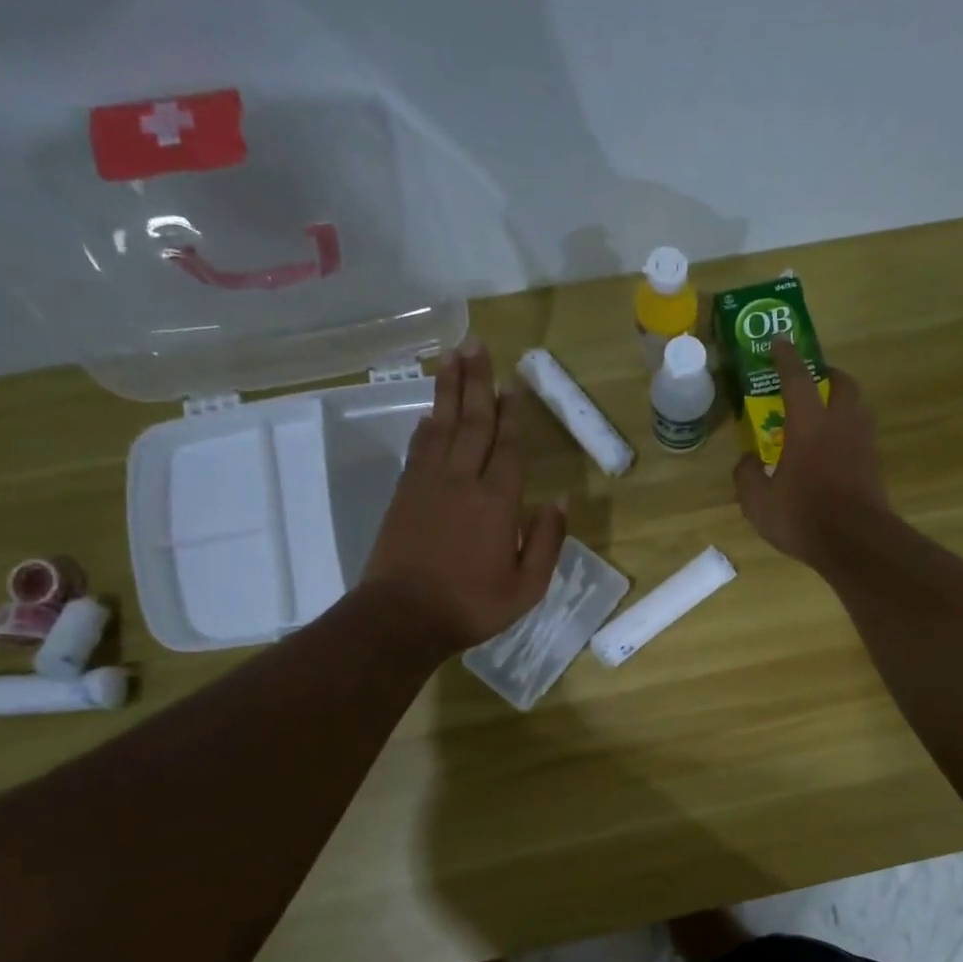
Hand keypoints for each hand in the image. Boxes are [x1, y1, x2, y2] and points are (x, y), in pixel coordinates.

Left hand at [362, 340, 565, 655]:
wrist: (402, 617)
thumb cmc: (472, 605)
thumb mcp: (527, 586)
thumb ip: (546, 541)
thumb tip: (560, 500)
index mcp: (497, 502)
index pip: (508, 448)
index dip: (512, 414)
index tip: (513, 383)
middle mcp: (462, 481)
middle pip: (472, 422)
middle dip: (476, 382)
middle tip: (477, 344)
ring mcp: (427, 484)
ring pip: (441, 426)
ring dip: (448, 390)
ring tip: (452, 357)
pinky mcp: (404, 494)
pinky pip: (419, 448)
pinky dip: (427, 426)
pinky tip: (430, 413)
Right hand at [733, 338, 888, 566]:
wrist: (856, 543)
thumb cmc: (803, 516)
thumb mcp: (758, 502)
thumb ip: (747, 476)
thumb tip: (746, 462)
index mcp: (809, 424)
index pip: (797, 378)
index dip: (786, 357)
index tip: (780, 342)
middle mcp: (841, 424)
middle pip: (842, 383)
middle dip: (828, 374)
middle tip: (813, 378)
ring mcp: (863, 444)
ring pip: (858, 408)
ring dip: (842, 401)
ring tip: (824, 413)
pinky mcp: (874, 466)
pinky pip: (861, 436)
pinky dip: (848, 432)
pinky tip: (834, 450)